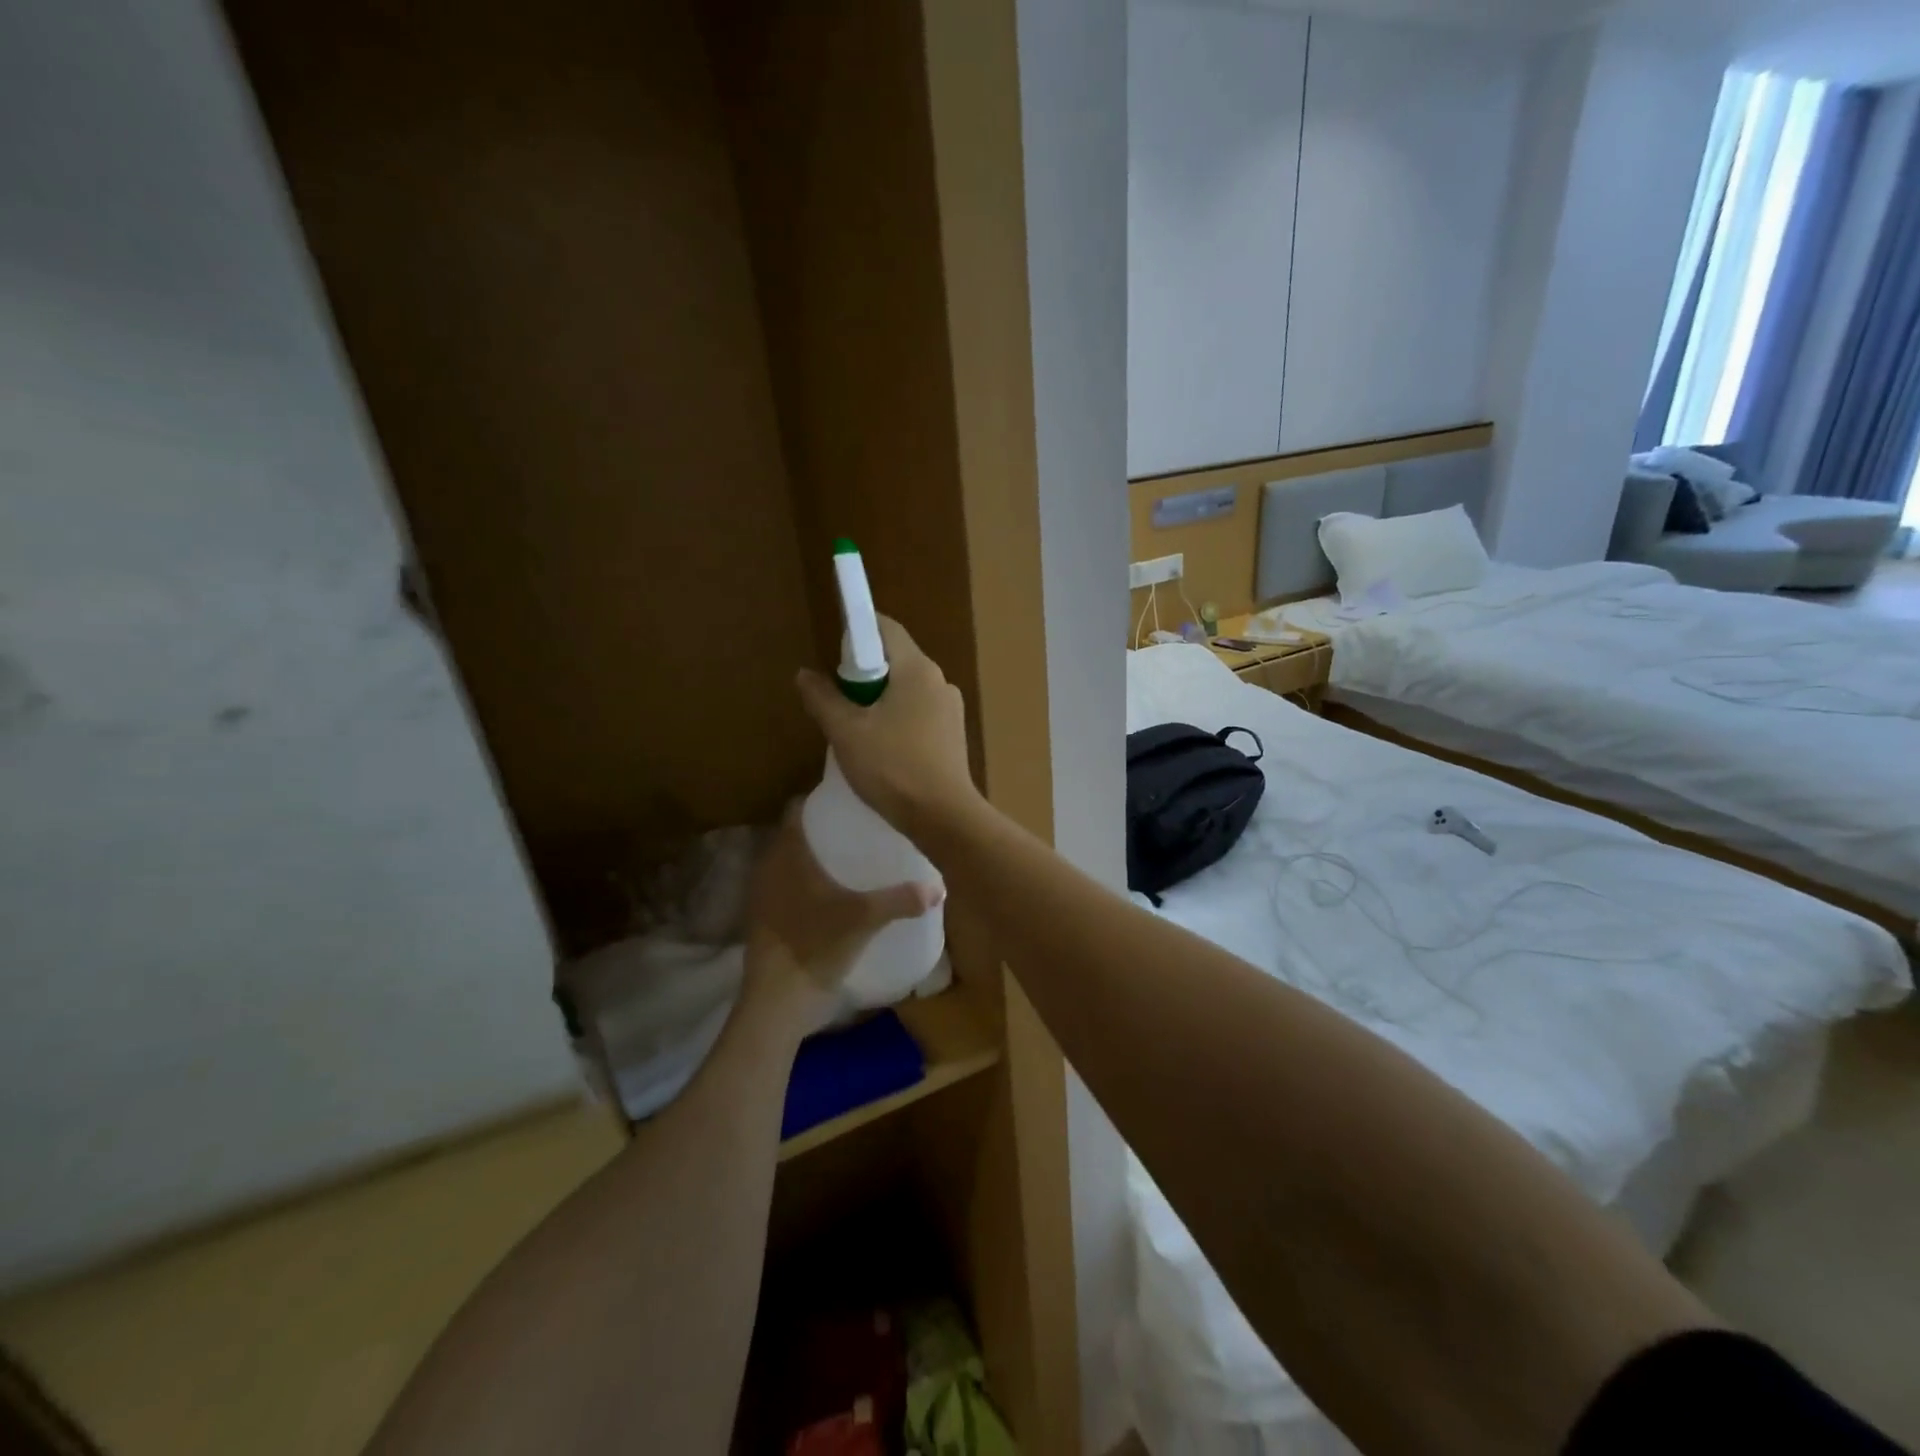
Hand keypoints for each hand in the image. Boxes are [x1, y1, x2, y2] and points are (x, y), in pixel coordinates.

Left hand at [743, 804, 943, 1025]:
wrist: (778, 1003)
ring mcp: (765, 898)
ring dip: (816, 859)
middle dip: (824, 830)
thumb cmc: (815, 946)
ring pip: (791, 864)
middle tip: (861, 828)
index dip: (819, 801)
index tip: (850, 800)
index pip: (797, 811)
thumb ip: (901, 900)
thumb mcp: (864, 919)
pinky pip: (789, 889)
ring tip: (853, 858)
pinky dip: (808, 885)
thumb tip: (939, 888)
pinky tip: (837, 895)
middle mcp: (770, 869)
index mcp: (786, 855)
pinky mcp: (768, 922)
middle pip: (796, 836)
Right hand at [795, 617, 979, 835]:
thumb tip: (805, 674)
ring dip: (880, 700)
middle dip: (864, 673)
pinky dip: (898, 719)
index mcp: (917, 669)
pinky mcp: (953, 735)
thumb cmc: (893, 768)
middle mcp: (940, 681)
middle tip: (838, 699)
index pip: (886, 629)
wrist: (944, 817)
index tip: (833, 653)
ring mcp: (951, 709)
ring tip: (856, 729)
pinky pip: (920, 713)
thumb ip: (823, 698)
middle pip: (897, 660)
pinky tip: (883, 749)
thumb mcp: (846, 732)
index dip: (858, 631)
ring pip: (908, 690)